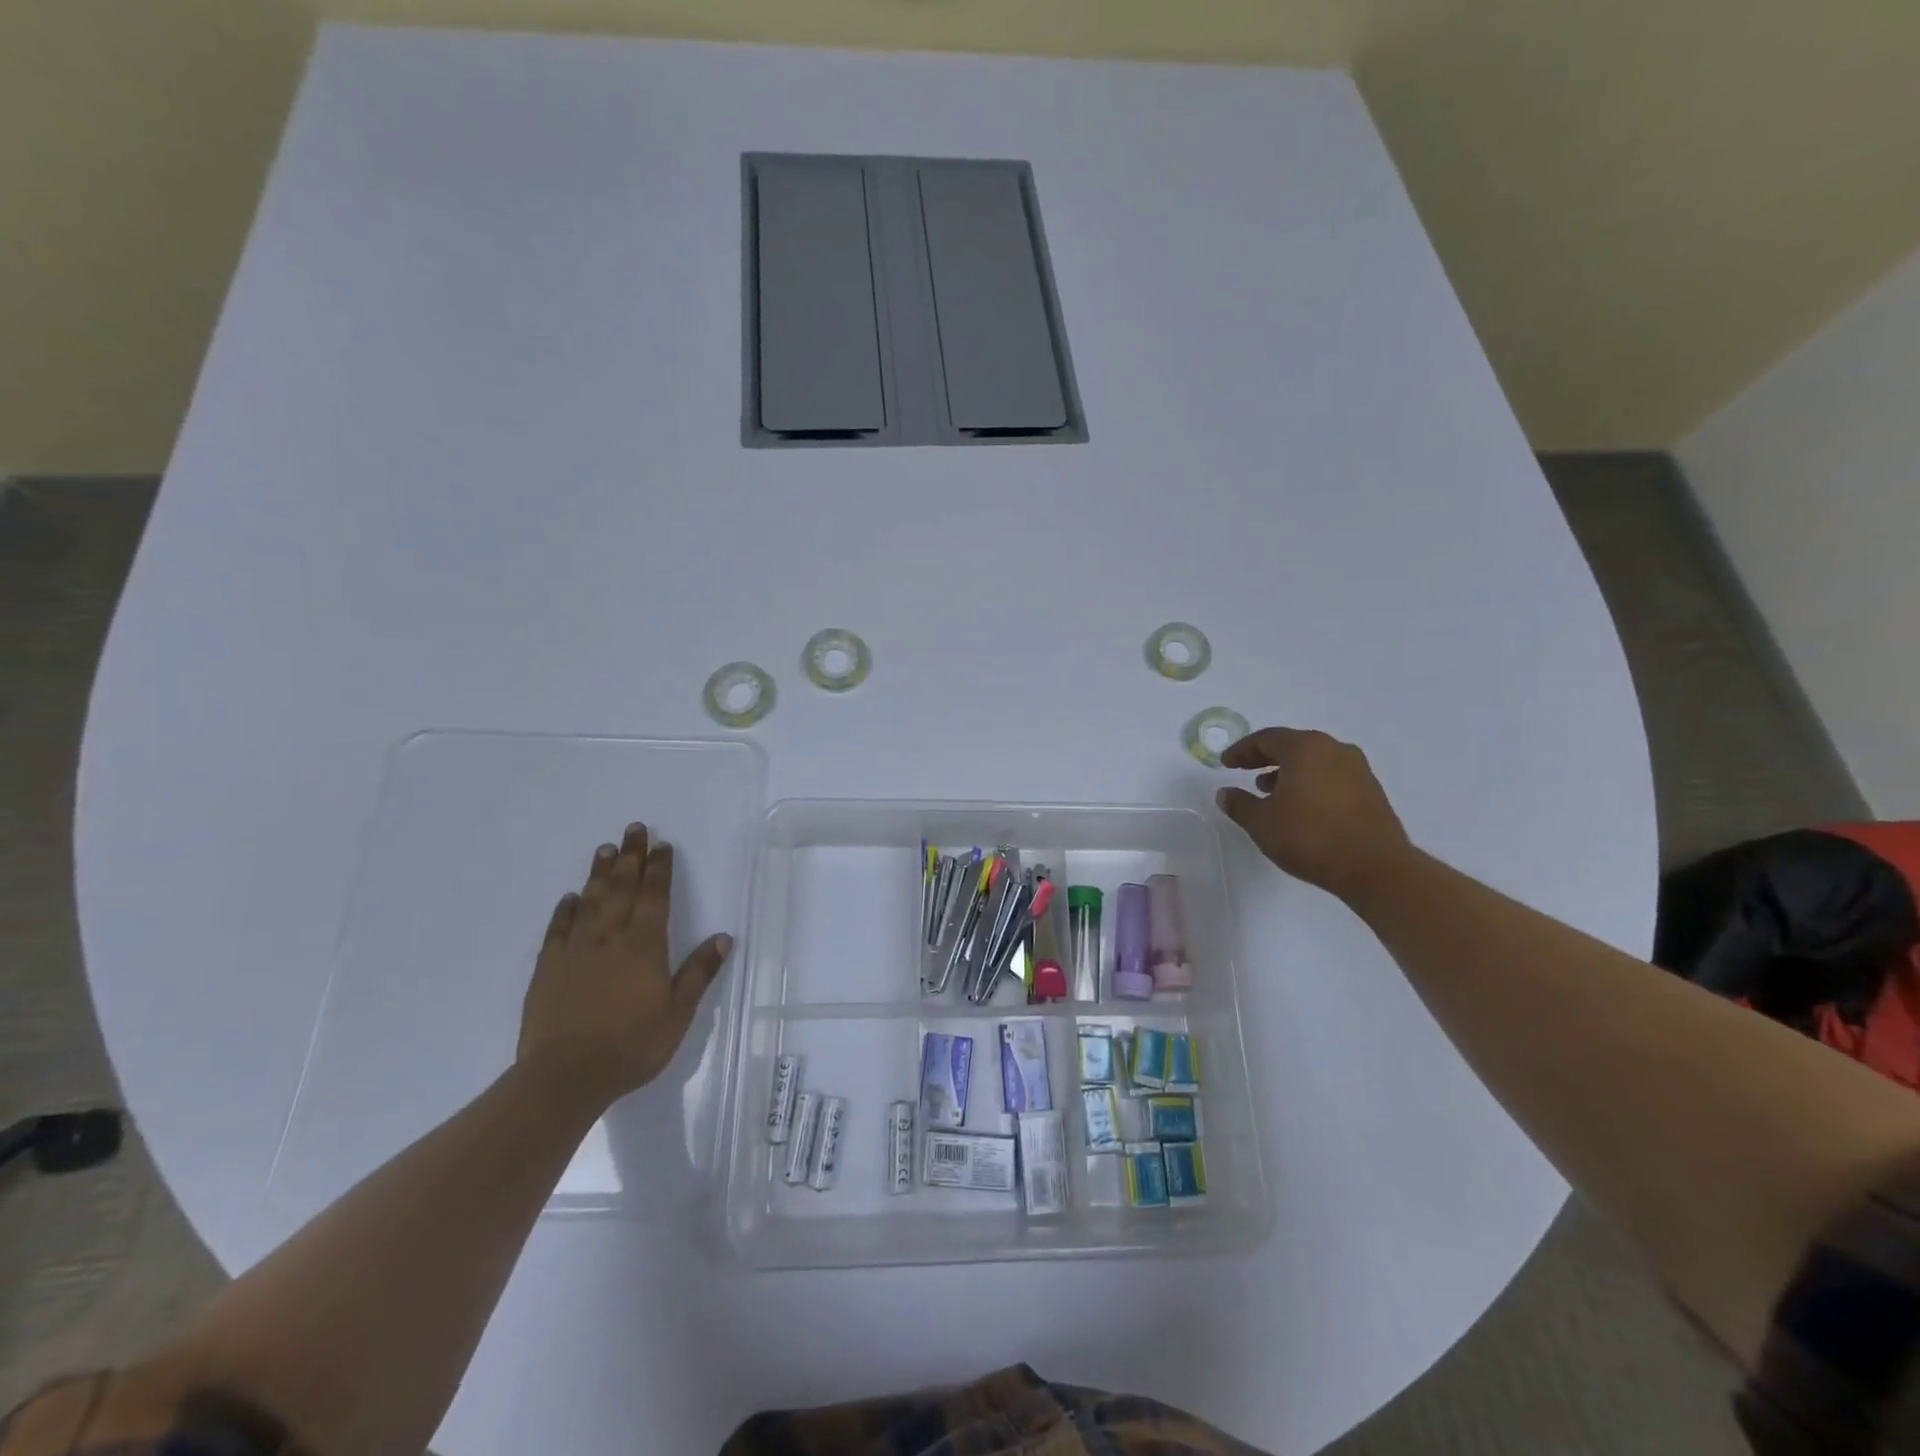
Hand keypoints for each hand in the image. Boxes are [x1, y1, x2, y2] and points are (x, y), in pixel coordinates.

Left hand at [517, 822, 733, 1111]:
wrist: (564, 1077)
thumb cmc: (631, 1046)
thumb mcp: (678, 1014)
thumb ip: (698, 973)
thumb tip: (723, 937)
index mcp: (644, 946)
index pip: (654, 896)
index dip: (659, 869)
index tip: (662, 845)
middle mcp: (610, 938)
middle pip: (622, 888)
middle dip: (631, 857)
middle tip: (634, 829)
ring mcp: (575, 951)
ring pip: (590, 901)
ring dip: (600, 874)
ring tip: (605, 850)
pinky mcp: (548, 969)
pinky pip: (558, 930)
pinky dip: (566, 910)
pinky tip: (570, 898)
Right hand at [1214, 727, 1411, 901]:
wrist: (1374, 867)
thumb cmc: (1309, 836)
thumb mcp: (1261, 822)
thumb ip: (1239, 804)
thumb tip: (1225, 793)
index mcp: (1305, 748)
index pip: (1266, 738)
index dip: (1242, 750)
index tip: (1226, 763)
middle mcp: (1334, 749)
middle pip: (1293, 745)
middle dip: (1266, 758)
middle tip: (1245, 771)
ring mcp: (1357, 769)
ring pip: (1314, 761)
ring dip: (1289, 772)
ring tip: (1270, 792)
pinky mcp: (1371, 791)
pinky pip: (1331, 776)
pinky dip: (1311, 783)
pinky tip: (1300, 807)